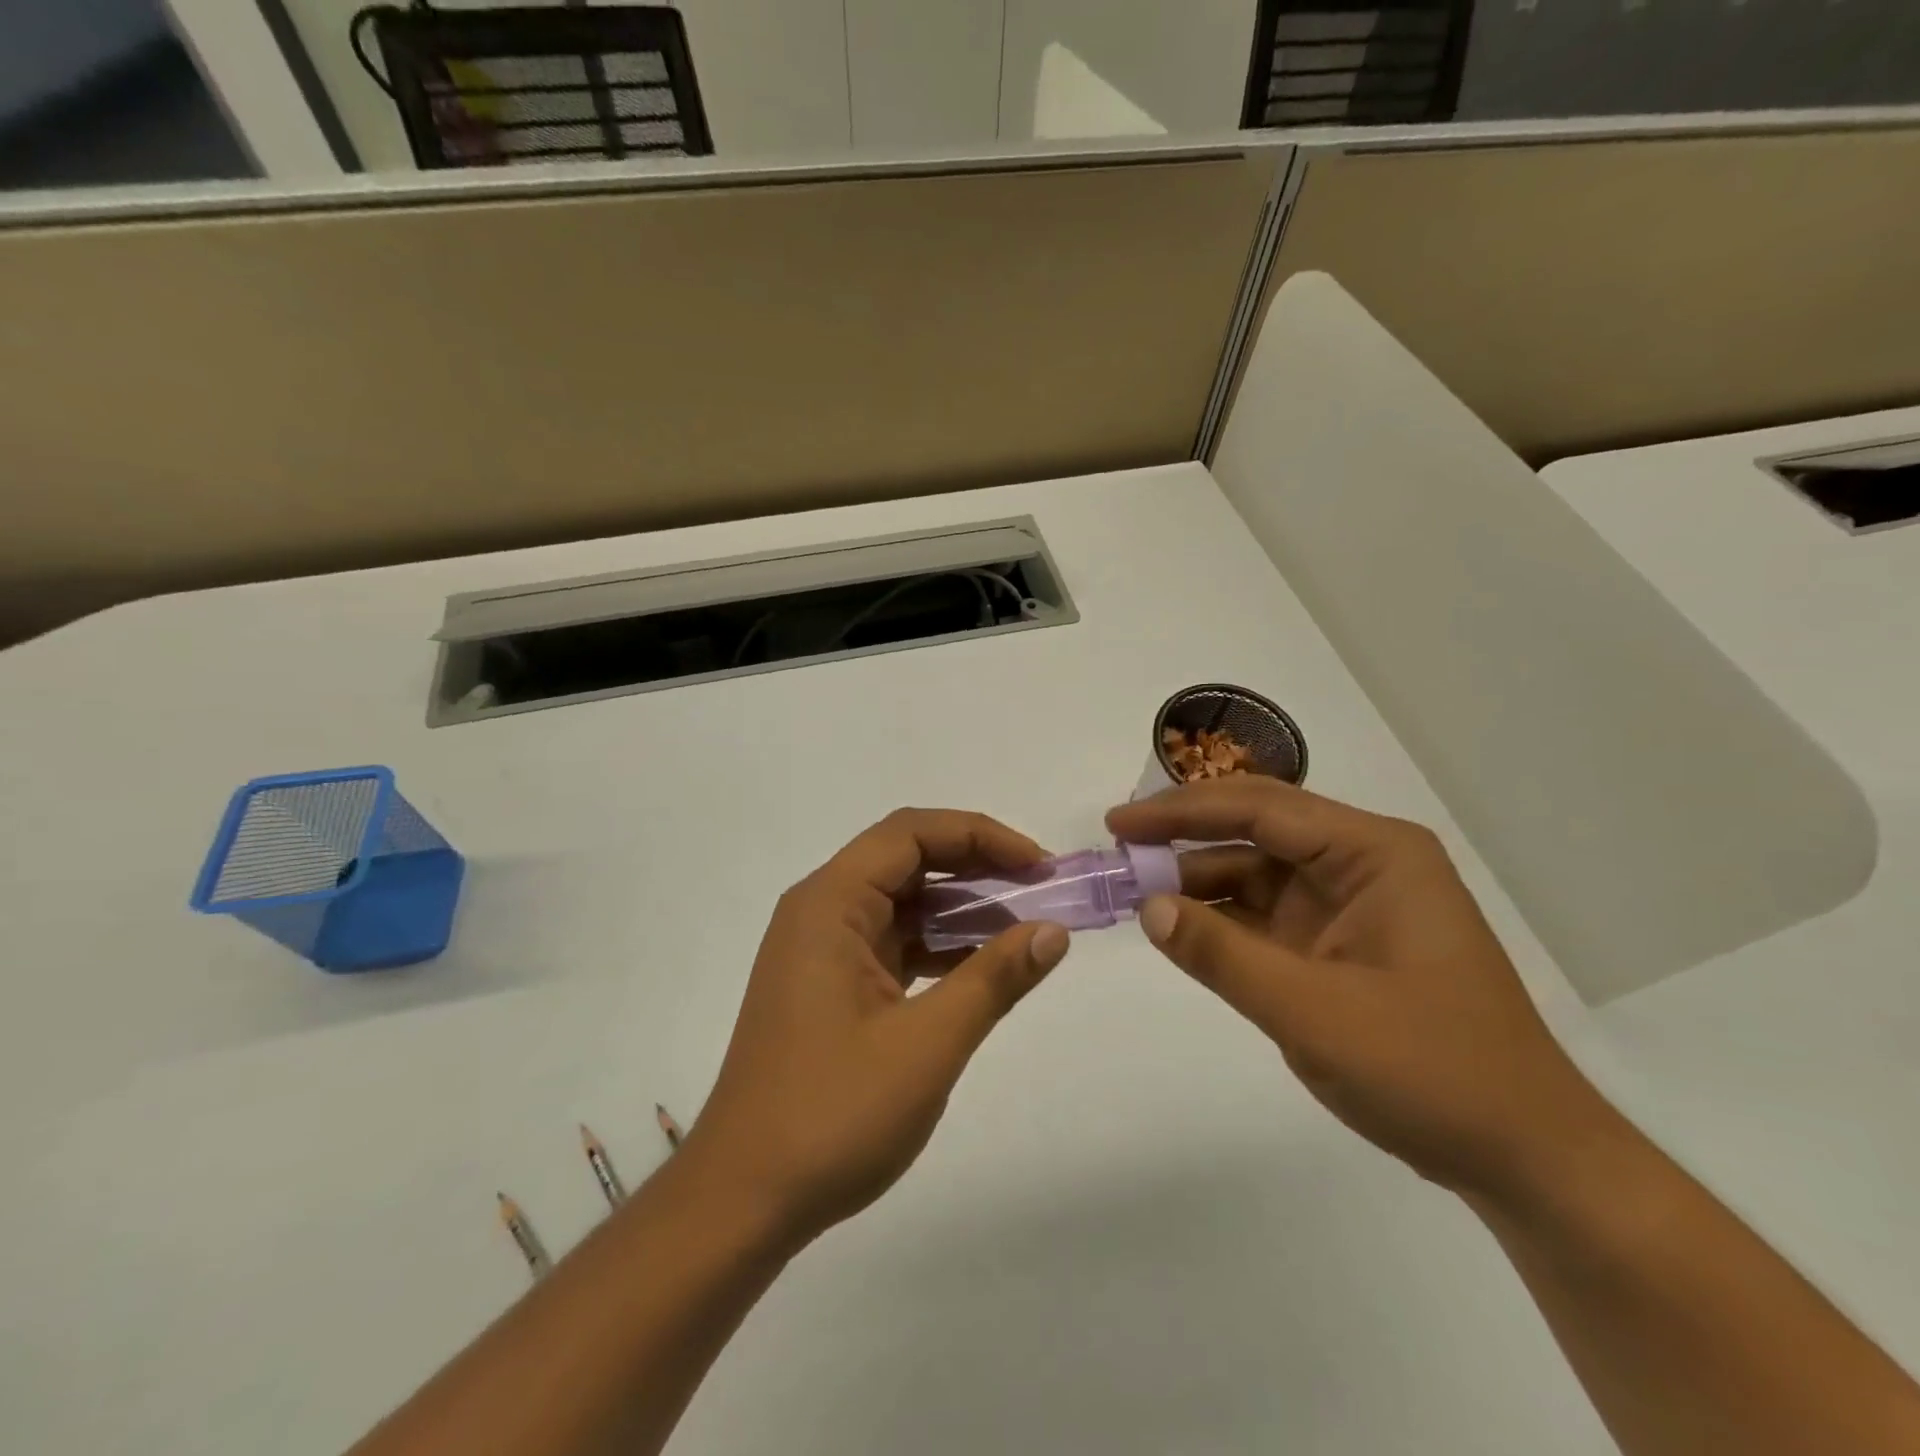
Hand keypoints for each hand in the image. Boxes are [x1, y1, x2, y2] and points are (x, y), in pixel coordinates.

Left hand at [680, 809, 1071, 1248]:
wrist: (743, 1200)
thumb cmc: (832, 1114)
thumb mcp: (927, 1044)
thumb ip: (994, 979)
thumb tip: (1052, 931)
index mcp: (830, 904)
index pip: (911, 833)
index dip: (980, 836)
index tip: (1038, 866)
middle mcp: (821, 912)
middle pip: (906, 860)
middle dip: (976, 867)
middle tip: (1040, 891)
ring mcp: (822, 951)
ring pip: (902, 904)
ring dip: (961, 910)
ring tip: (1022, 930)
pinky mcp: (830, 986)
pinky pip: (893, 944)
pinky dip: (938, 947)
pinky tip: (980, 969)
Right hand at [1107, 778, 1607, 1199]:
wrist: (1523, 1158)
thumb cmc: (1431, 1071)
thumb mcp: (1313, 1013)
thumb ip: (1222, 955)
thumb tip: (1147, 906)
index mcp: (1373, 853)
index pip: (1260, 809)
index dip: (1181, 811)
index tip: (1119, 824)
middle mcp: (1362, 864)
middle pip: (1256, 829)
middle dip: (1185, 836)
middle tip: (1118, 846)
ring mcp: (1350, 904)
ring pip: (1256, 872)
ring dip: (1198, 879)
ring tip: (1134, 889)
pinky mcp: (1338, 944)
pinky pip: (1266, 915)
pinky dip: (1220, 919)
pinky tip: (1178, 926)